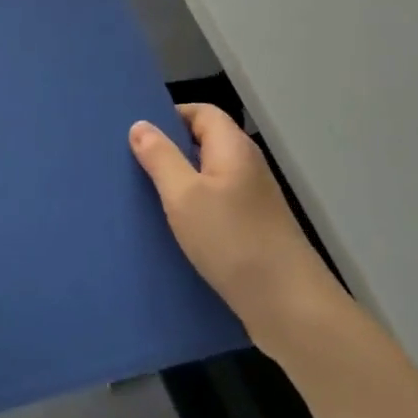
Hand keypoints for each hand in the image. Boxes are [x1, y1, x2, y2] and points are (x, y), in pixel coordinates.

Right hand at [130, 104, 345, 342]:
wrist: (288, 305)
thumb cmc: (232, 240)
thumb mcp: (184, 196)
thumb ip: (160, 158)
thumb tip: (141, 125)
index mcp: (233, 148)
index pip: (201, 112)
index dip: (169, 116)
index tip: (136, 134)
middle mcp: (246, 167)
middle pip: (203, 143)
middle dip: (168, 151)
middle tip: (130, 165)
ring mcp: (252, 200)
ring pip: (206, 178)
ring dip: (177, 184)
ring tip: (142, 197)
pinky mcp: (250, 229)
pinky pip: (214, 206)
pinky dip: (191, 210)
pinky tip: (169, 230)